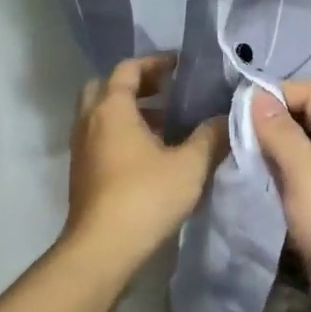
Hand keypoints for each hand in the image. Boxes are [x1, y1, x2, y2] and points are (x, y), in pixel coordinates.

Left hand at [62, 53, 227, 270]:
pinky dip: (122, 134)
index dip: (155, 62)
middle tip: (167, 90)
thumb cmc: (145, 197)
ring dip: (130, 111)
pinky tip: (152, 154)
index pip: (128, 69)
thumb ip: (211, 136)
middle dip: (137, 84)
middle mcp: (89, 121)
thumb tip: (228, 118)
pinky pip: (101, 138)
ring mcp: (82, 148)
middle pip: (107, 87)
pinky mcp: (82, 172)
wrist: (102, 249)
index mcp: (111, 108)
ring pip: (102, 115)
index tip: (180, 65)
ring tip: (166, 123)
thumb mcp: (189, 165)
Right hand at [250, 81, 310, 311]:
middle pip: (306, 121)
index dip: (279, 92)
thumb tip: (257, 95)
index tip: (240, 107)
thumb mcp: (308, 176)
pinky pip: (298, 186)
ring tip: (235, 158)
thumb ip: (283, 135)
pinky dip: (276, 181)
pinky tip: (252, 189)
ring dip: (270, 153)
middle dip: (271, 122)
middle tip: (231, 134)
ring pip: (300, 155)